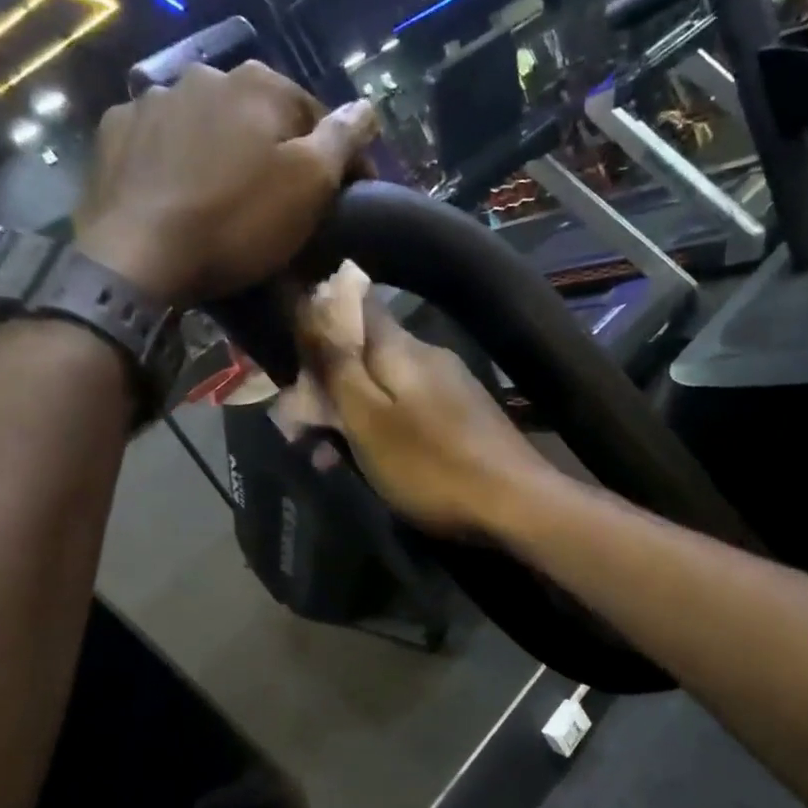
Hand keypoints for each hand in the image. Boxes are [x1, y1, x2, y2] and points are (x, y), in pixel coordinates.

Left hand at [74, 63, 377, 306]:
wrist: (140, 255)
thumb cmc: (238, 222)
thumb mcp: (309, 186)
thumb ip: (341, 141)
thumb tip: (367, 108)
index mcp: (259, 85)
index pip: (316, 115)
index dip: (338, 157)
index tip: (348, 197)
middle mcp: (205, 75)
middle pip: (258, 116)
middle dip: (276, 149)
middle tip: (283, 200)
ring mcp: (153, 100)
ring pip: (207, 124)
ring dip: (224, 151)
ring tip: (227, 197)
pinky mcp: (116, 132)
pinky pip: (161, 141)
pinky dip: (177, 160)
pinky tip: (181, 193)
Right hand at [299, 291, 562, 538]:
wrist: (515, 504)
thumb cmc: (430, 465)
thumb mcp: (369, 419)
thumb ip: (338, 366)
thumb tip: (311, 303)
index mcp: (402, 348)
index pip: (354, 305)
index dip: (317, 319)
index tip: (291, 352)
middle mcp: (429, 356)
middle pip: (367, 353)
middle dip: (330, 384)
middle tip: (304, 429)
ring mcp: (452, 388)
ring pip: (387, 388)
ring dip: (354, 416)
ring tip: (330, 458)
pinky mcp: (467, 419)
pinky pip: (411, 412)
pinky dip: (385, 432)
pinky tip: (375, 463)